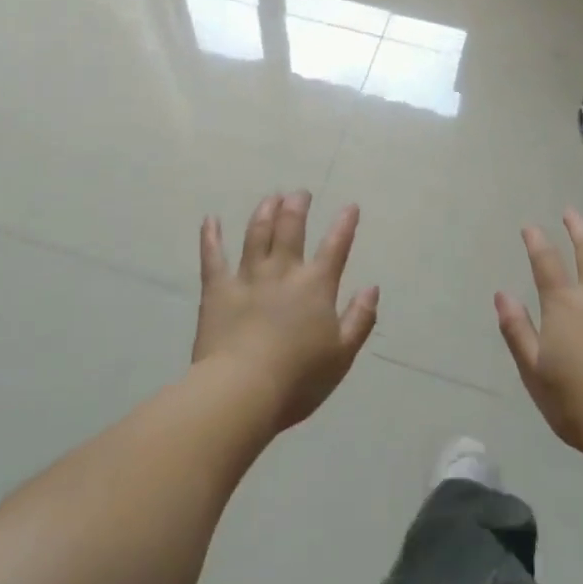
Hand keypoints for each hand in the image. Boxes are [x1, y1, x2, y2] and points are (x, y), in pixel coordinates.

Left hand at [194, 193, 379, 433]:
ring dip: (264, 212)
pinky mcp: (217, 289)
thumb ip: (359, 318)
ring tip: (270, 197)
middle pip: (291, 229)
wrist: (243, 390)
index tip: (350, 206)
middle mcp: (283, 272)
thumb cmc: (299, 379)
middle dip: (297, 206)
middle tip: (300, 193)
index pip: (335, 247)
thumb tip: (372, 287)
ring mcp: (248, 277)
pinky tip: (210, 219)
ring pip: (256, 233)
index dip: (344, 225)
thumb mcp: (342, 355)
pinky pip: (213, 256)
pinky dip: (211, 236)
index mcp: (316, 287)